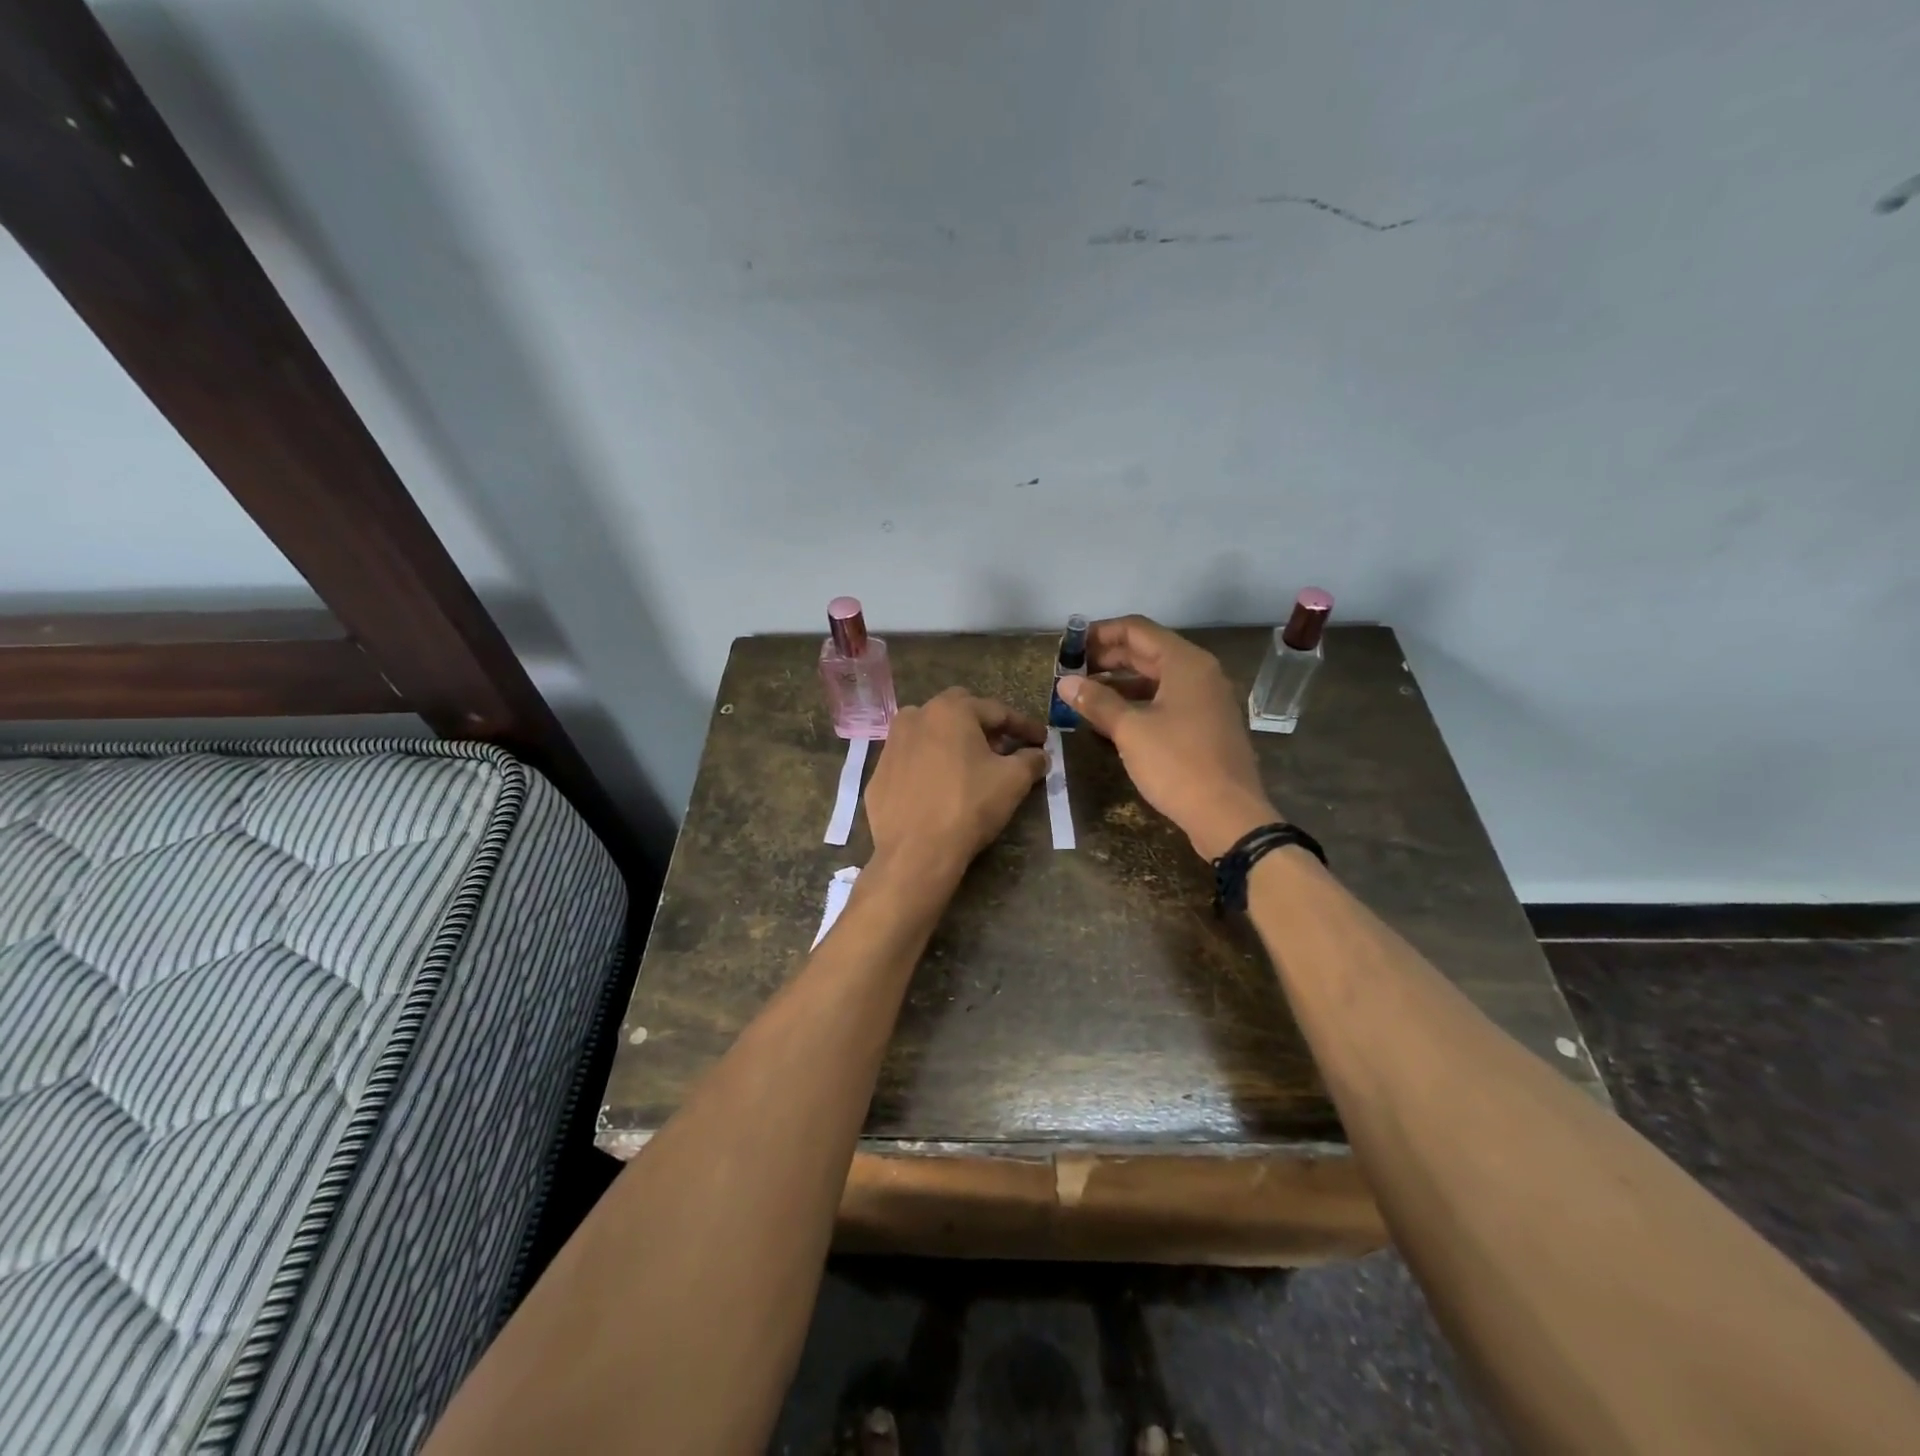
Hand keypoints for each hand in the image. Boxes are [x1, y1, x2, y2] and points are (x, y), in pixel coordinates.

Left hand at [863, 689, 1047, 883]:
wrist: (915, 852)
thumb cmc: (968, 806)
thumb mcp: (1012, 781)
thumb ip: (1030, 760)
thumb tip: (1039, 755)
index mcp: (950, 710)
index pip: (996, 711)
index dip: (1023, 726)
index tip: (1041, 740)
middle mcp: (916, 717)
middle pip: (959, 713)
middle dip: (984, 727)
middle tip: (1003, 749)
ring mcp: (891, 744)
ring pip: (930, 733)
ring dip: (953, 742)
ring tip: (970, 766)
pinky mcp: (878, 773)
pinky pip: (911, 760)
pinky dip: (929, 765)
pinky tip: (940, 786)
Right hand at [1054, 616, 1277, 859]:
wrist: (1227, 815)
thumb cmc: (1177, 764)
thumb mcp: (1130, 730)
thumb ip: (1097, 701)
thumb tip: (1065, 682)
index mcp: (1185, 663)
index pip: (1136, 630)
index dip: (1099, 633)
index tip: (1069, 647)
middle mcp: (1199, 673)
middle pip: (1146, 652)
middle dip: (1106, 659)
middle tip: (1070, 672)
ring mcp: (1205, 700)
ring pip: (1155, 678)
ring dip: (1119, 683)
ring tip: (1084, 695)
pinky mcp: (1205, 725)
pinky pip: (1165, 701)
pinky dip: (1137, 703)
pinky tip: (1110, 720)